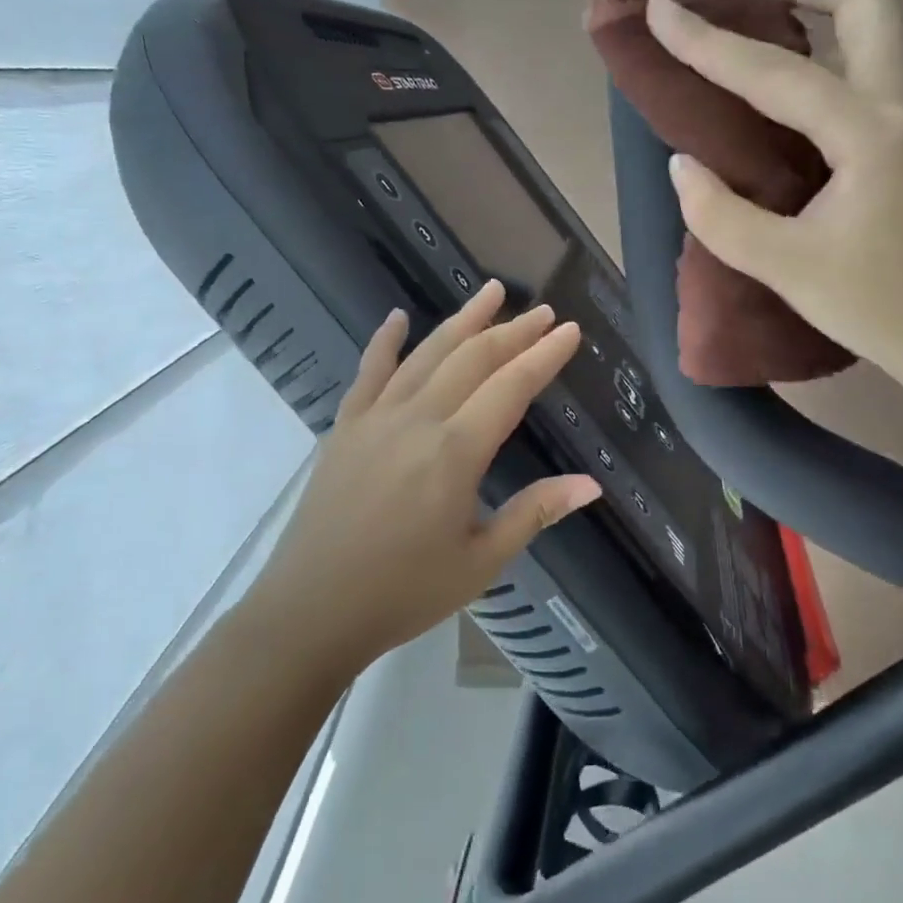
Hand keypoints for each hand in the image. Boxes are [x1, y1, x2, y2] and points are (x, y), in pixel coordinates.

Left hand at [260, 280, 600, 670]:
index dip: (544, 355)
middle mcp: (417, 420)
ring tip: (490, 291)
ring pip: (427, 354)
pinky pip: (369, 372)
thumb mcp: (481, 561)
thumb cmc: (404, 593)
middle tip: (543, 312)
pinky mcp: (345, 427)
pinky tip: (397, 317)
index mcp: (455, 452)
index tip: (570, 329)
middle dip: (513, 331)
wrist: (311, 611)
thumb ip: (535, 513)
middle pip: (473, 359)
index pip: (511, 387)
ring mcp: (376, 418)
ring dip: (462, 320)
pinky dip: (385, 341)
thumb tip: (590, 485)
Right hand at [645, 0, 902, 379]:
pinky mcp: (900, 134)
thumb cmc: (877, 304)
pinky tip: (774, 88)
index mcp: (866, 133)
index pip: (775, 72)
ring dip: (812, 7)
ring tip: (750, 34)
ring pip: (870, 21)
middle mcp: (894, 104)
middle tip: (741, 4)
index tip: (660, 9)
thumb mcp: (786, 267)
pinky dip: (819, 47)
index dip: (709, 41)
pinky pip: (860, 60)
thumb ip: (721, 215)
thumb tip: (682, 166)